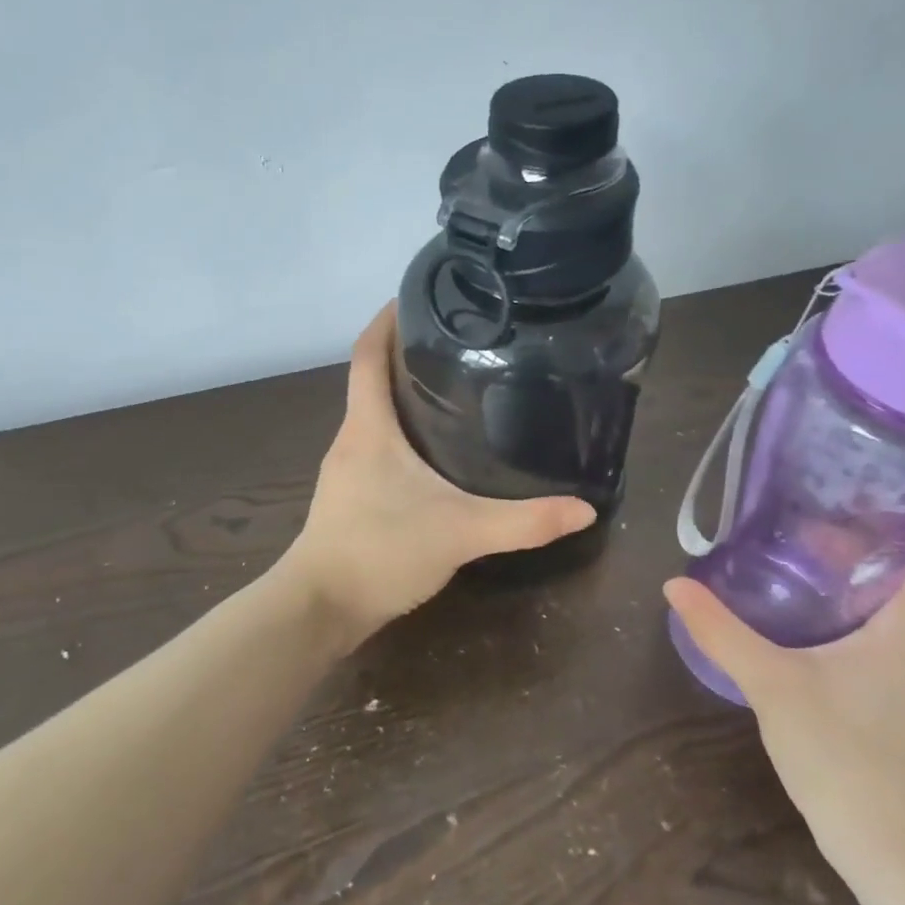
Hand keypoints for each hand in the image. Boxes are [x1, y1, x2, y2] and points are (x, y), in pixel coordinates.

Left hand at [283, 304, 595, 636]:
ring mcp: (346, 469)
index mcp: (368, 427)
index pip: (367, 354)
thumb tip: (584, 509)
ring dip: (405, 395)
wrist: (319, 608)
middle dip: (408, 355)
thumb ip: (523, 521)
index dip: (386, 319)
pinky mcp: (349, 496)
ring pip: (375, 415)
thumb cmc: (380, 552)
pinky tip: (435, 453)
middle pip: (372, 379)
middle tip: (462, 342)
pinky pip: (376, 446)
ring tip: (456, 389)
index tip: (418, 296)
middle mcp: (351, 439)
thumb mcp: (459, 532)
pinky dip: (402, 434)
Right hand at [663, 545, 904, 890]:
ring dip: (857, 592)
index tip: (839, 492)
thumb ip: (722, 631)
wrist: (902, 860)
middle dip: (856, 550)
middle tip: (797, 529)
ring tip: (800, 573)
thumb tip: (674, 584)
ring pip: (902, 616)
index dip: (888, 512)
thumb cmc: (844, 758)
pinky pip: (900, 648)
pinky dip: (864, 628)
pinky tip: (819, 637)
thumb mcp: (771, 686)